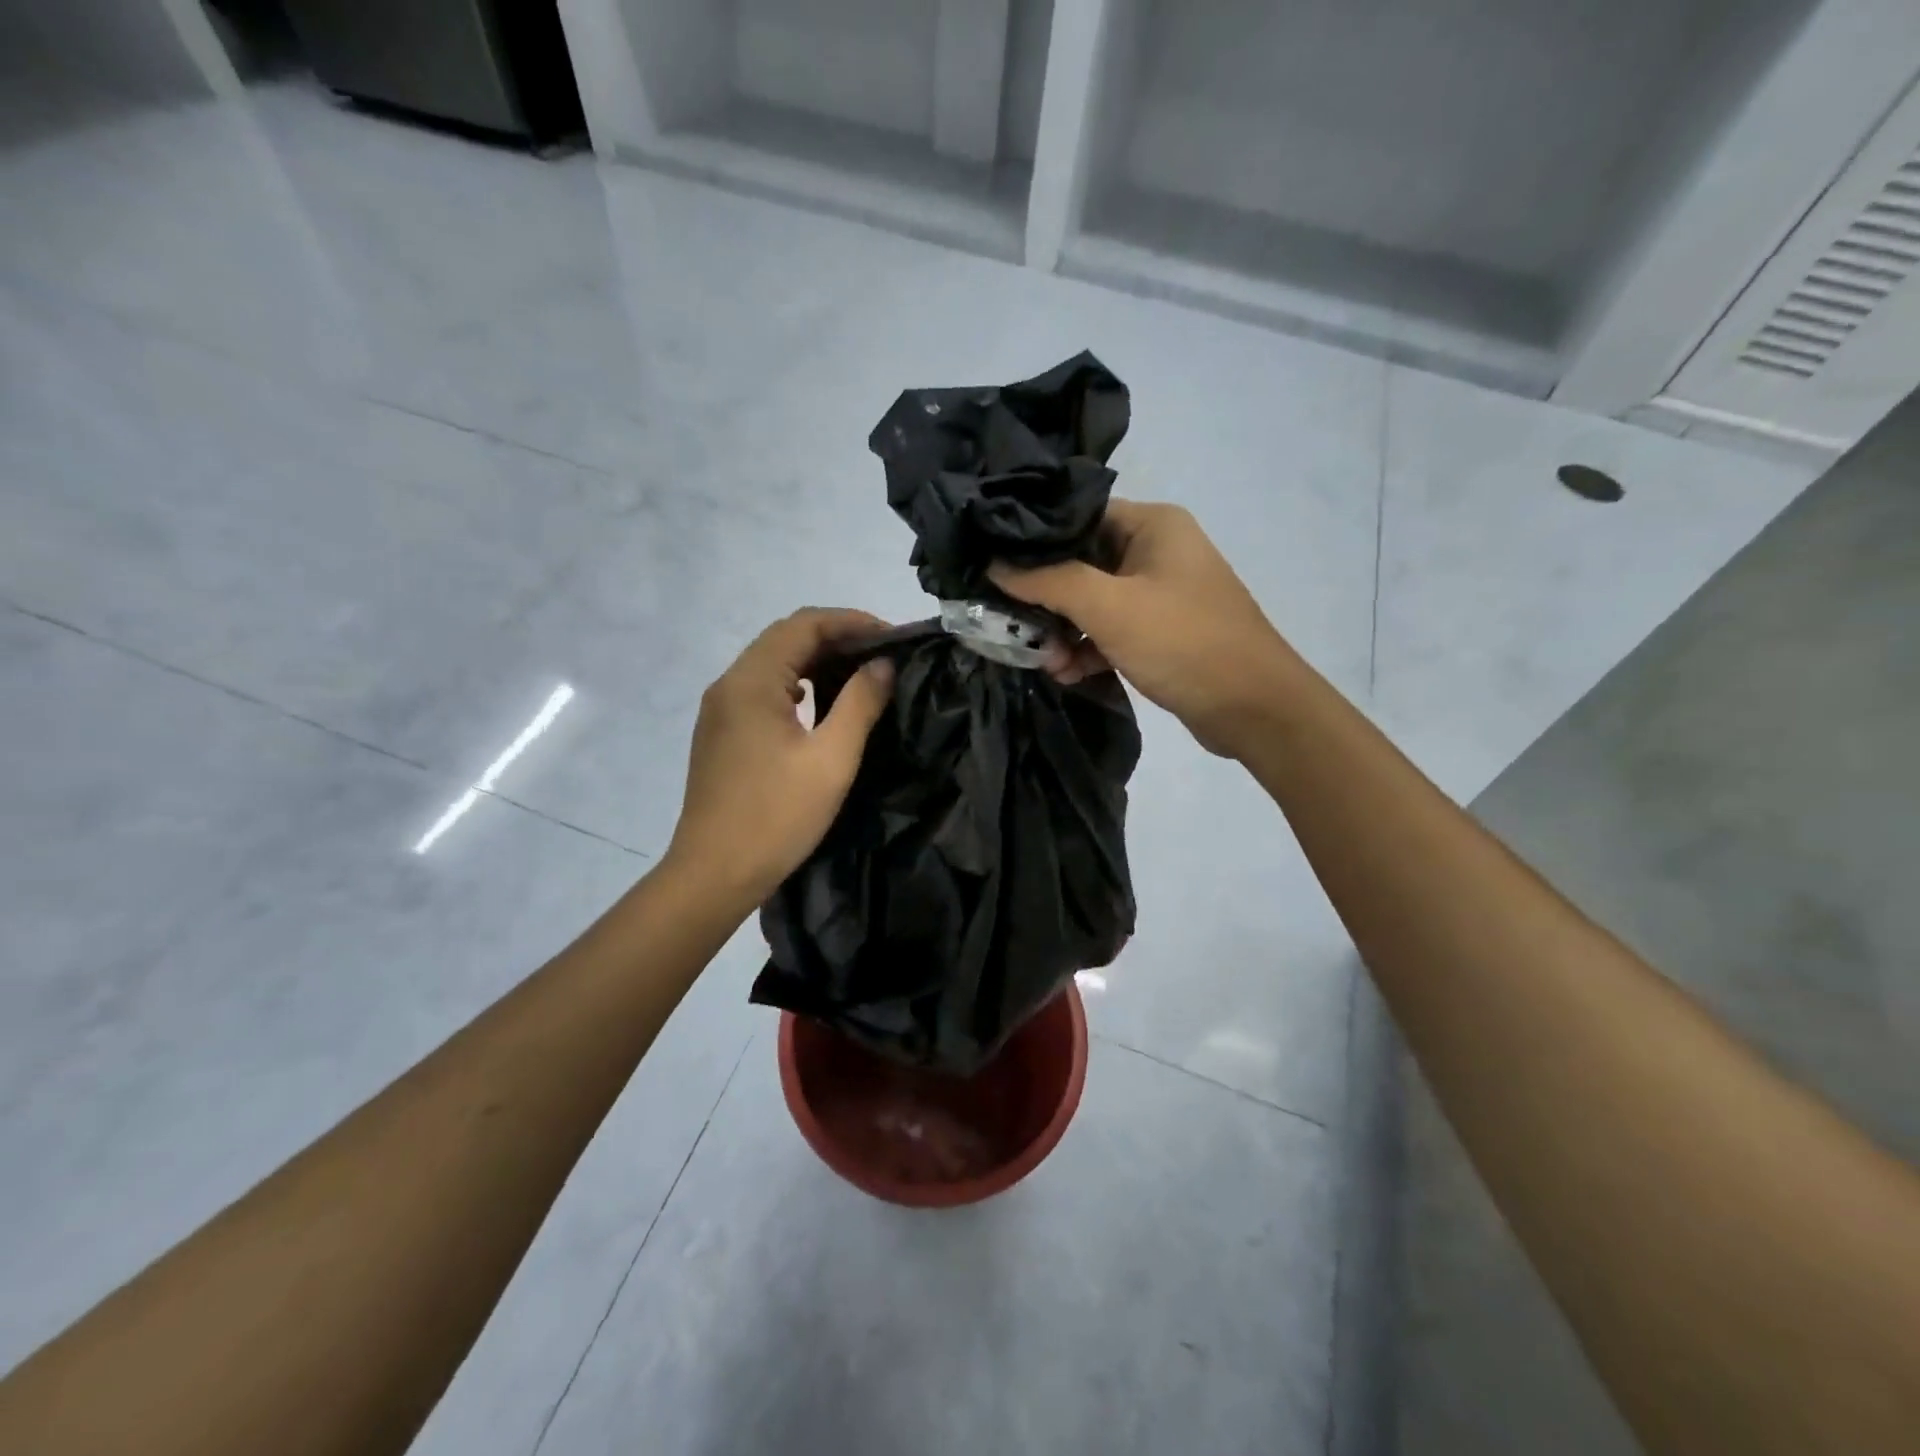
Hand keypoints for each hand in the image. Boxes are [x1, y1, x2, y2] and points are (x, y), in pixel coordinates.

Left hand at [664, 608, 894, 907]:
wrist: (713, 874)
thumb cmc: (776, 816)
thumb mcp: (831, 759)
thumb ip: (860, 703)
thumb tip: (883, 665)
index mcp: (751, 681)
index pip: (804, 625)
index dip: (852, 622)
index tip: (893, 637)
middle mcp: (729, 684)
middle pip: (785, 638)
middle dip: (837, 637)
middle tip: (883, 655)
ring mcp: (720, 709)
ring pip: (773, 664)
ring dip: (817, 660)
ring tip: (861, 674)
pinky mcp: (721, 733)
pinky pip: (763, 690)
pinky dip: (798, 684)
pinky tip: (823, 702)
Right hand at [990, 499, 1298, 757]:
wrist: (1254, 709)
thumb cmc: (1183, 642)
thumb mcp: (1109, 607)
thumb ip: (1049, 581)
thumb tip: (995, 564)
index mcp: (1153, 524)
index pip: (1077, 515)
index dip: (1034, 541)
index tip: (994, 565)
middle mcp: (1157, 550)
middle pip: (1081, 562)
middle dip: (1047, 599)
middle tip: (1014, 626)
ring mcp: (1160, 593)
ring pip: (1092, 602)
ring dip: (1064, 632)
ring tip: (1046, 662)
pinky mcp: (1161, 632)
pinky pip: (1111, 631)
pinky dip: (1088, 649)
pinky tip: (1067, 673)